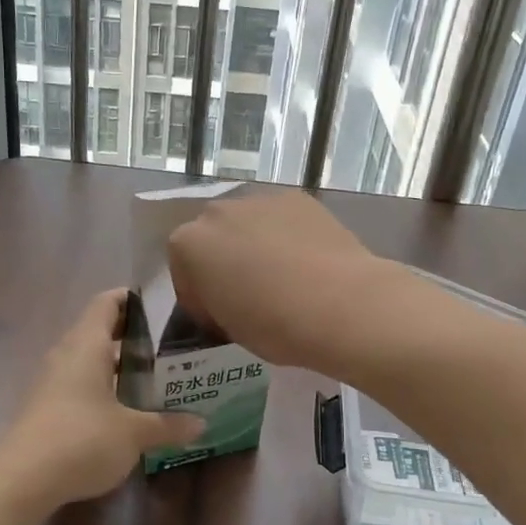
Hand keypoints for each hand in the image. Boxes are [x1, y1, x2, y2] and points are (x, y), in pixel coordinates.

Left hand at [0, 290, 204, 514]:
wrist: (22, 480)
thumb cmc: (82, 439)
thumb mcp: (134, 433)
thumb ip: (167, 425)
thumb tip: (200, 423)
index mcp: (87, 344)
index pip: (107, 302)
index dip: (131, 299)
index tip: (161, 308)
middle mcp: (66, 354)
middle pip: (99, 330)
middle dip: (132, 336)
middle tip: (168, 347)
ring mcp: (52, 381)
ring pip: (88, 360)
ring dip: (117, 365)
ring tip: (153, 377)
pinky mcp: (46, 407)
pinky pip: (79, 383)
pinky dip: (102, 387)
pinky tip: (124, 409)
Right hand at [168, 191, 396, 373]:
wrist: (341, 305)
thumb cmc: (274, 325)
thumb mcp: (228, 326)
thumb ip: (216, 303)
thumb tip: (229, 298)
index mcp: (188, 245)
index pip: (183, 272)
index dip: (200, 298)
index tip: (221, 318)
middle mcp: (216, 212)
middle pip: (212, 238)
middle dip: (224, 261)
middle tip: (248, 294)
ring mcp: (259, 199)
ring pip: (247, 223)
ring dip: (254, 243)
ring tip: (283, 276)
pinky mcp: (298, 198)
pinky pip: (281, 218)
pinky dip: (287, 234)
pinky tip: (307, 261)